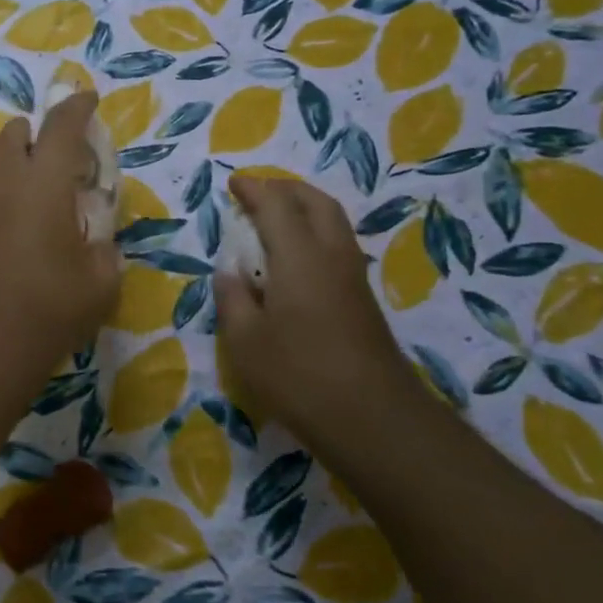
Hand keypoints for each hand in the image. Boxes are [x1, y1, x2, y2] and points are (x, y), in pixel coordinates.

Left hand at [0, 91, 121, 380]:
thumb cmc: (50, 308)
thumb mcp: (101, 283)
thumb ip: (104, 251)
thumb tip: (99, 245)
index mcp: (42, 183)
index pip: (60, 127)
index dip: (76, 108)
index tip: (87, 98)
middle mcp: (2, 184)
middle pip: (13, 136)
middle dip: (34, 132)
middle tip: (58, 150)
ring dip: (16, 164)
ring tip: (40, 191)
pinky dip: (4, 196)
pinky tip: (19, 226)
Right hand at [214, 175, 429, 455]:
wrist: (372, 418)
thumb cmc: (298, 375)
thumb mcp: (245, 341)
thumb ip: (233, 298)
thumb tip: (229, 272)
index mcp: (299, 257)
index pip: (276, 206)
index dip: (254, 190)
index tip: (233, 183)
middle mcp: (331, 256)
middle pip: (315, 203)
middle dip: (285, 189)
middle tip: (257, 193)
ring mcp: (352, 276)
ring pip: (333, 221)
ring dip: (304, 208)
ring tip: (275, 218)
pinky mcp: (362, 299)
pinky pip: (338, 244)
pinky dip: (314, 232)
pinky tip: (295, 256)